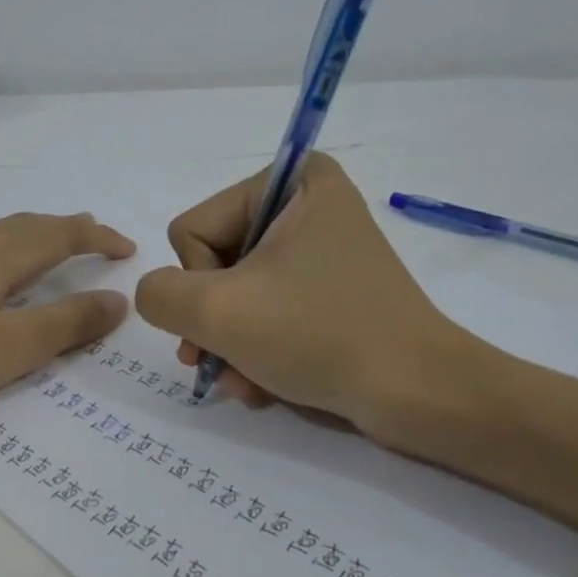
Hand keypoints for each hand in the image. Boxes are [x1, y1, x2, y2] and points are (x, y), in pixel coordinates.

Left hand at [0, 212, 134, 419]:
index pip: (61, 235)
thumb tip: (118, 300)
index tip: (128, 250)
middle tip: (94, 240)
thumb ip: (66, 325)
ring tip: (45, 251)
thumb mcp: (8, 349)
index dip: (99, 239)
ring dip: (30, 238)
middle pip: (27, 226)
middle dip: (67, 230)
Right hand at [133, 155, 489, 436]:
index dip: (200, 284)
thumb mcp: (217, 311)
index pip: (193, 230)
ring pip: (236, 296)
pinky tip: (262, 384)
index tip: (231, 316)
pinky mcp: (329, 294)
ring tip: (244, 382)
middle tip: (217, 364)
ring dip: (229, 345)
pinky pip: (268, 313)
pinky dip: (256, 351)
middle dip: (212, 323)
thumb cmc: (317, 335)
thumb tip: (159, 297)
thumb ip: (159, 294)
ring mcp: (319, 254)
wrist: (417, 394)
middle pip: (213, 264)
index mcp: (291, 182)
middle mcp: (306, 207)